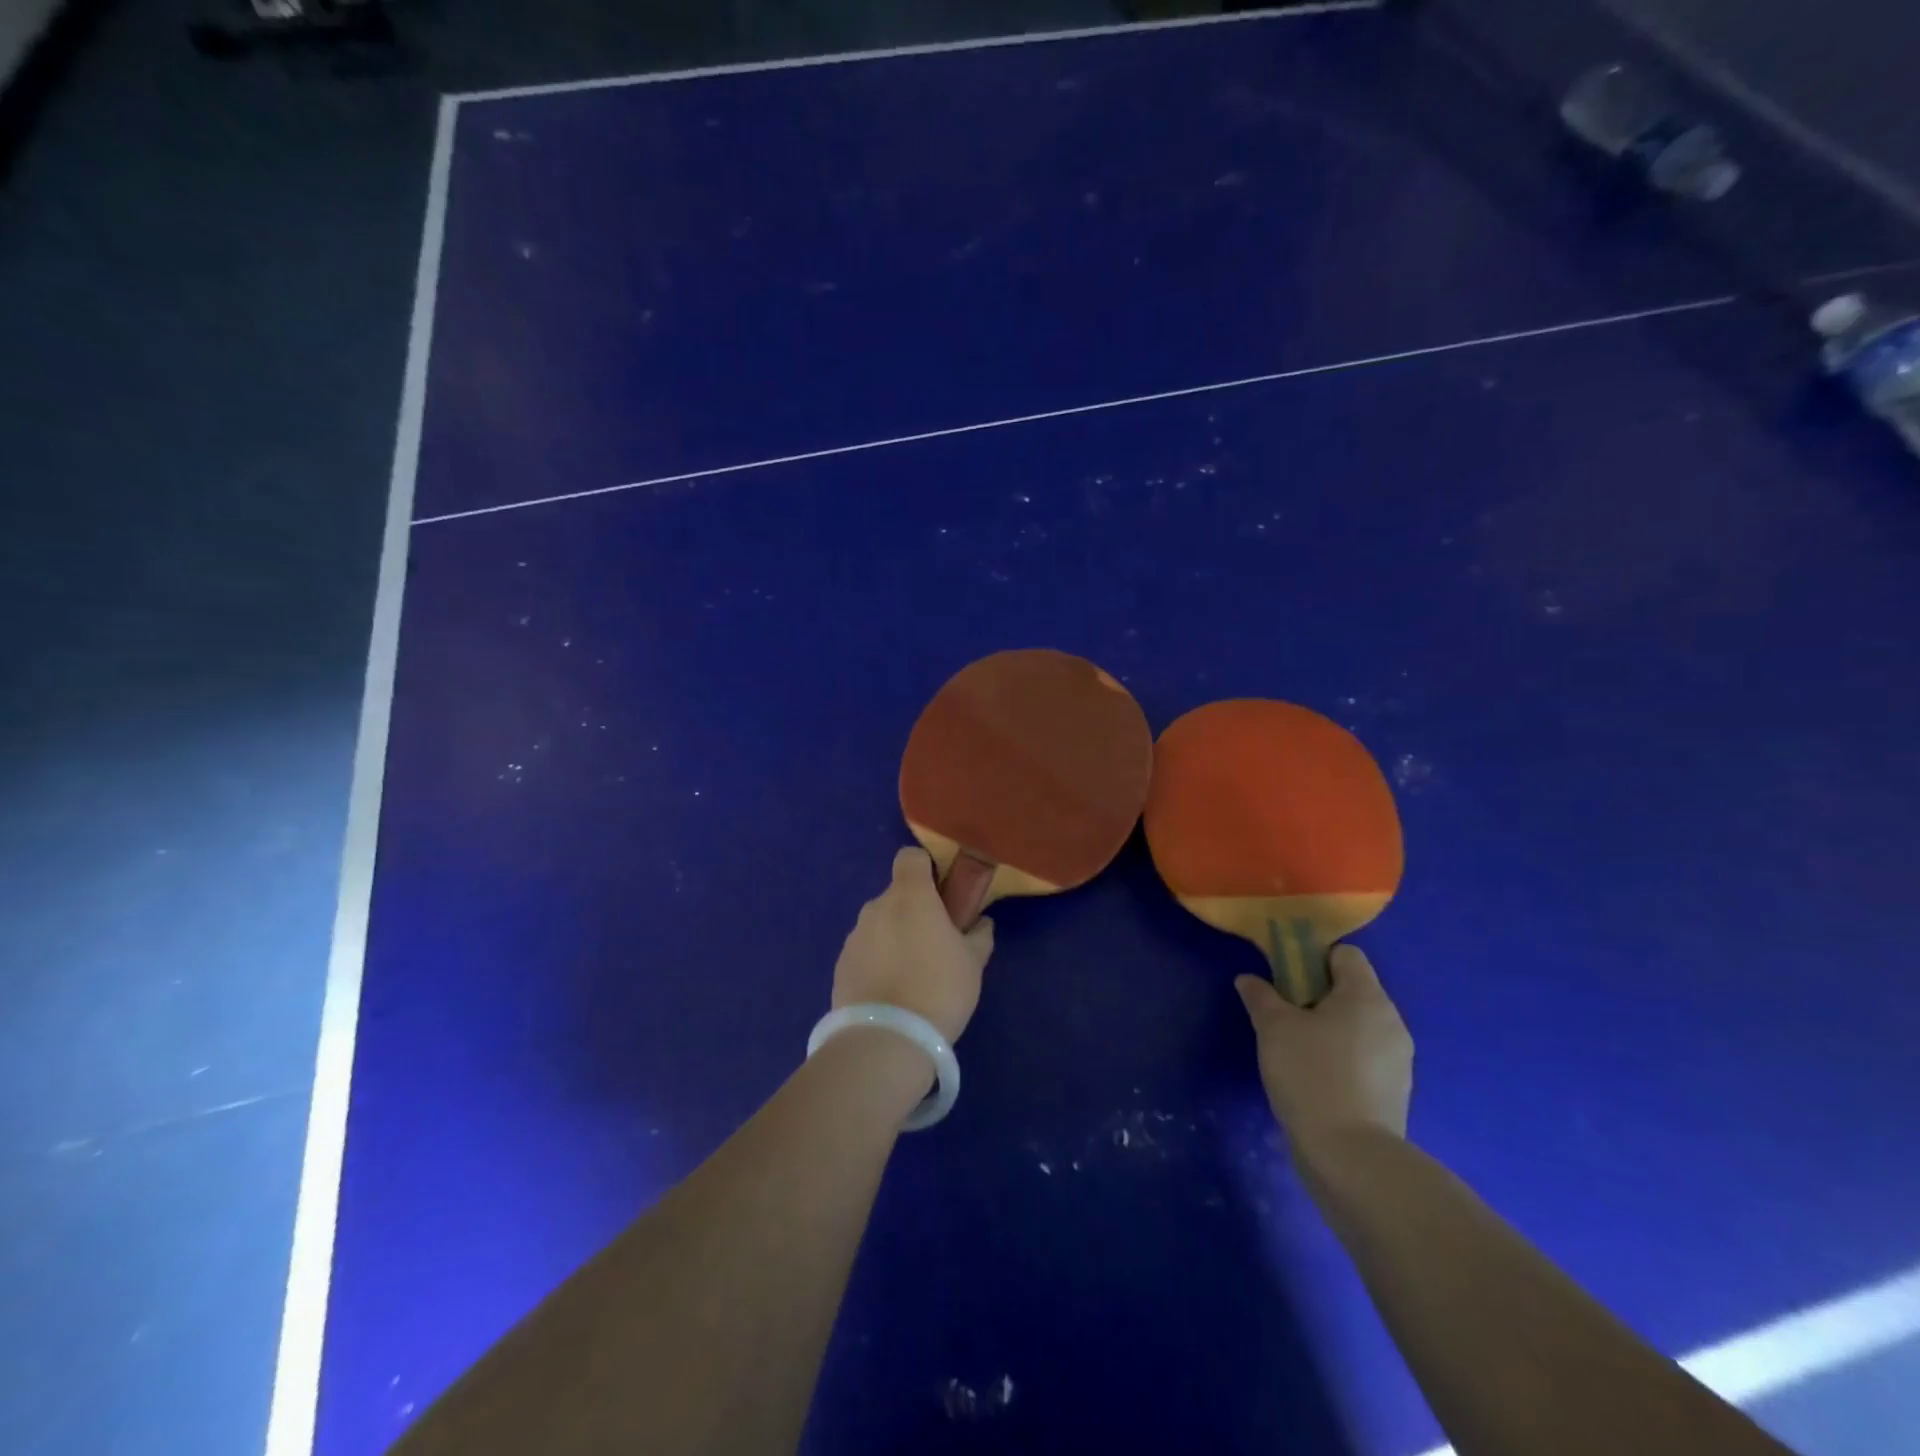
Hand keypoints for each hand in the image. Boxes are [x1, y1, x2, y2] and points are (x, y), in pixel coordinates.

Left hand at [832, 847, 994, 1042]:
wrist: (886, 1040)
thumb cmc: (939, 989)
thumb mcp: (973, 963)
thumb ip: (979, 935)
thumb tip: (981, 922)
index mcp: (910, 896)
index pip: (910, 857)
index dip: (926, 868)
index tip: (942, 892)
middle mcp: (877, 907)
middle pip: (897, 894)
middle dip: (914, 910)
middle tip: (935, 943)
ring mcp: (854, 936)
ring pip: (880, 924)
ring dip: (895, 936)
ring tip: (913, 975)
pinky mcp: (841, 965)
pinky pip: (866, 951)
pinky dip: (878, 961)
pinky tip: (892, 992)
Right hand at [1236, 944, 1412, 1163]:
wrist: (1351, 1157)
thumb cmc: (1311, 1074)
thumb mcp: (1273, 1028)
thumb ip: (1260, 996)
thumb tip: (1249, 980)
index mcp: (1367, 996)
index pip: (1345, 954)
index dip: (1312, 959)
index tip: (1285, 981)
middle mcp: (1391, 1021)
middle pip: (1352, 990)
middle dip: (1317, 996)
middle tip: (1283, 1016)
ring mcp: (1398, 1060)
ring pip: (1358, 1026)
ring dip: (1329, 1029)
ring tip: (1296, 1052)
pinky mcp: (1395, 1092)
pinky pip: (1364, 1057)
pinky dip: (1341, 1059)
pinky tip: (1315, 1080)